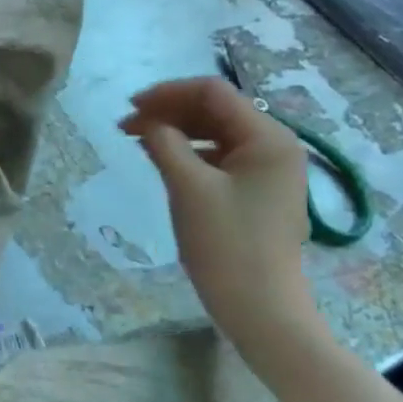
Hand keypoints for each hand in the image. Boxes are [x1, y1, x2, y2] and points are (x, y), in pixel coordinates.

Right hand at [120, 77, 313, 340]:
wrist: (260, 309)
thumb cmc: (226, 245)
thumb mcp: (188, 187)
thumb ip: (164, 143)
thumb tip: (146, 120)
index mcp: (268, 137)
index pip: (213, 92)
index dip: (168, 93)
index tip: (129, 108)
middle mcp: (276, 145)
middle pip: (216, 110)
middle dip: (170, 111)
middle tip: (126, 125)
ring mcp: (269, 170)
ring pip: (216, 133)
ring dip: (177, 131)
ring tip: (137, 140)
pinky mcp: (258, 191)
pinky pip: (221, 157)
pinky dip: (190, 153)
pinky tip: (164, 160)